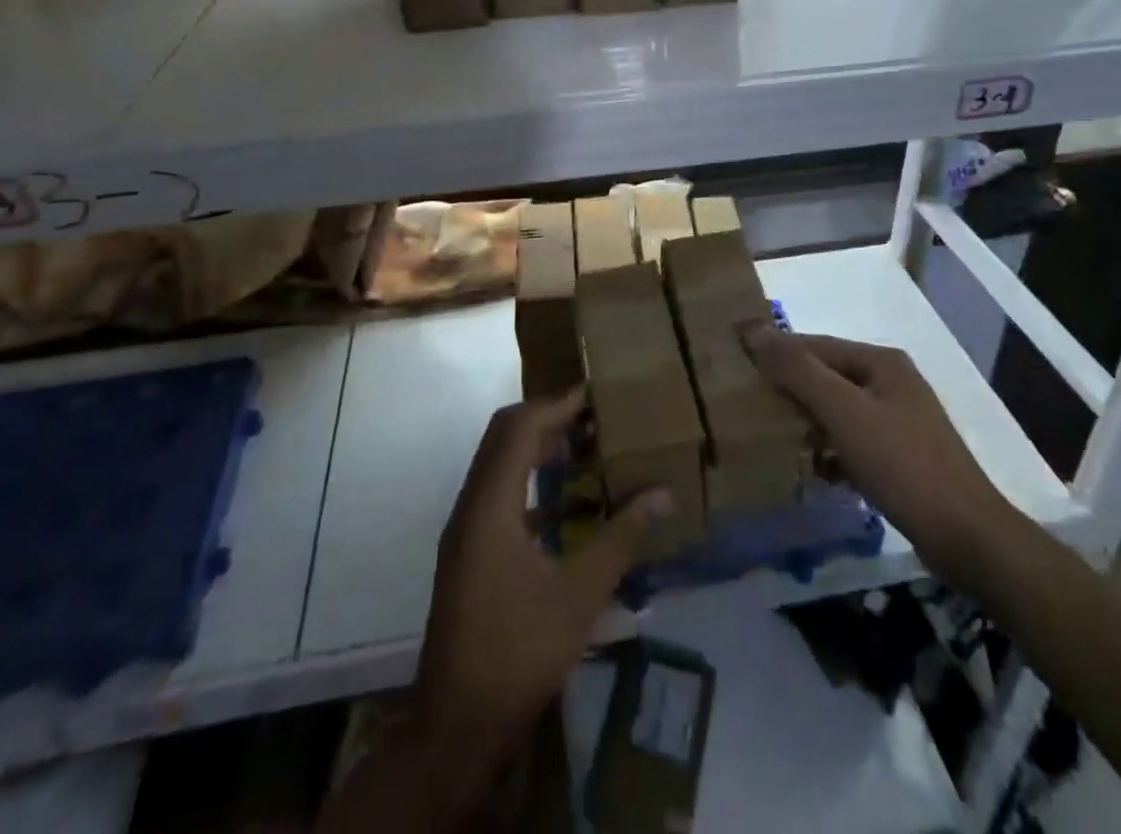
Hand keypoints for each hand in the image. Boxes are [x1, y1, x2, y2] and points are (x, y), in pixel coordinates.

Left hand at [414, 391, 668, 770]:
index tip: (595, 395)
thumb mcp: (580, 595)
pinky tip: (564, 502)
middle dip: (547, 418)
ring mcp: (465, 530)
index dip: (556, 405)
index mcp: (490, 506)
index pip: (519, 428)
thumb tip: (662, 493)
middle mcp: (471, 506)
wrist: (458, 725)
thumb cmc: (520, 652)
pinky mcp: (468, 551)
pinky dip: (529, 479)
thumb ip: (621, 538)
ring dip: (537, 447)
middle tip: (593, 417)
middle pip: (503, 437)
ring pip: (498, 463)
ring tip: (585, 449)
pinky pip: (497, 491)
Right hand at [741, 323, 1016, 587]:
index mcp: (880, 362)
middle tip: (745, 405)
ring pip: (837, 411)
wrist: (968, 538)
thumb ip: (797, 370)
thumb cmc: (902, 464)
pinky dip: (829, 451)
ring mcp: (899, 421)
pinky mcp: (901, 457)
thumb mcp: (843, 412)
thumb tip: (753, 328)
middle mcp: (891, 382)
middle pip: (826, 376)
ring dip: (806, 422)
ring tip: (770, 438)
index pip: (814, 345)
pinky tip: (810, 471)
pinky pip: (852, 442)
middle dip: (788, 389)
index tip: (735, 365)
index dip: (775, 351)